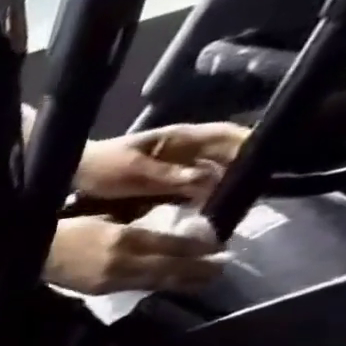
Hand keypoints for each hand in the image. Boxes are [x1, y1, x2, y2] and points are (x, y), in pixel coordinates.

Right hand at [44, 214, 221, 294]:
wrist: (30, 253)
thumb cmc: (65, 229)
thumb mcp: (103, 219)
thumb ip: (132, 227)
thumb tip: (163, 232)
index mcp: (126, 239)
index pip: (175, 245)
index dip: (201, 247)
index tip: (220, 245)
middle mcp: (124, 262)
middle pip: (173, 268)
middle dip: (201, 269)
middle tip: (222, 266)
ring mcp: (113, 280)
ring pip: (158, 281)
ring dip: (184, 281)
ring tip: (204, 279)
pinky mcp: (101, 289)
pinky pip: (138, 287)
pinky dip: (158, 284)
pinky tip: (168, 283)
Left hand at [72, 123, 249, 208]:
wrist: (73, 174)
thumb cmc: (102, 168)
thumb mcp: (135, 173)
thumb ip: (170, 176)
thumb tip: (209, 180)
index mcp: (181, 138)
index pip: (229, 135)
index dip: (252, 145)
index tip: (271, 162)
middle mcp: (185, 148)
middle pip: (226, 156)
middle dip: (243, 170)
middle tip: (258, 192)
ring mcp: (175, 164)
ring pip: (211, 172)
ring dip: (223, 186)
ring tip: (238, 204)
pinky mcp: (164, 180)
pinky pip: (192, 186)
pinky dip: (201, 195)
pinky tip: (208, 210)